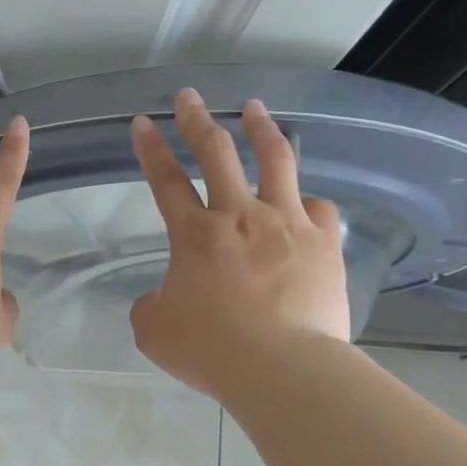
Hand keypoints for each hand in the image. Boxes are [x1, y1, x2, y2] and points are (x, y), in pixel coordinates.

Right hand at [130, 88, 348, 398]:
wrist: (283, 368)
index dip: (150, 149)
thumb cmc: (212, 351)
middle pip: (216, 153)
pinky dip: (308, 201)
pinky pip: (319, 209)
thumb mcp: (155, 332)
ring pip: (276, 161)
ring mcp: (287, 224)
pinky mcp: (324, 244)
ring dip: (261, 129)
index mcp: (195, 236)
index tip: (142, 123)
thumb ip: (151, 306)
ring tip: (255, 108)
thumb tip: (161, 298)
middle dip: (197, 120)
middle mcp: (240, 217)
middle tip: (189, 97)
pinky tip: (306, 201)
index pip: (165, 181)